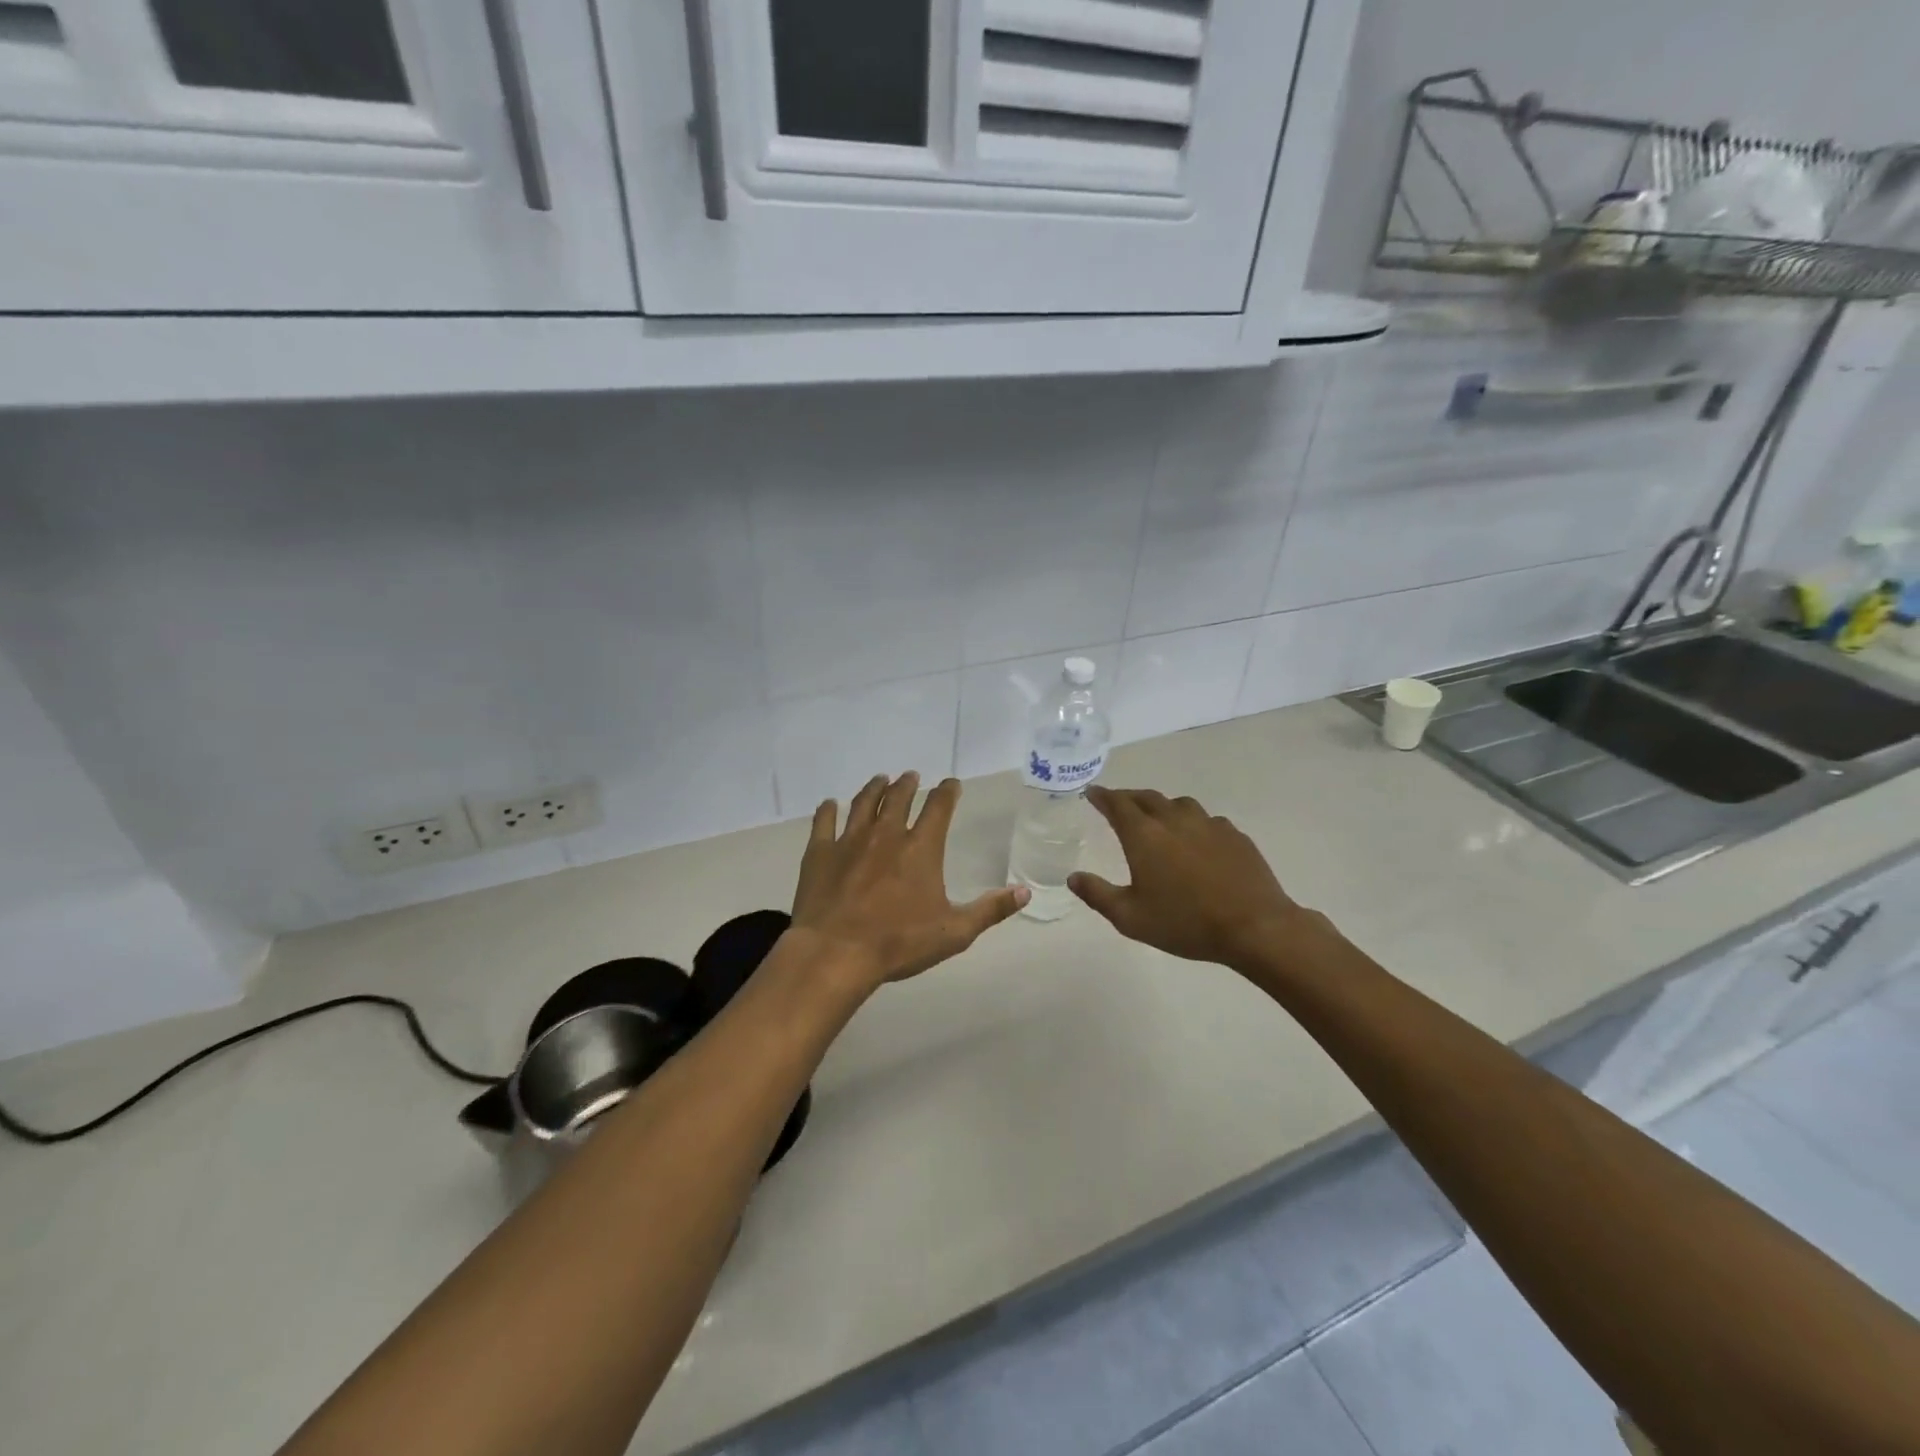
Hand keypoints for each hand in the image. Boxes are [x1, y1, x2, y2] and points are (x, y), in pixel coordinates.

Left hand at [790, 773, 1027, 990]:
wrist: (835, 953)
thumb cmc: (898, 943)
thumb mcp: (954, 932)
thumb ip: (990, 910)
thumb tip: (1024, 892)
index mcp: (921, 848)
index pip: (938, 808)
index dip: (947, 792)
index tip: (951, 784)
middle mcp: (886, 835)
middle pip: (898, 798)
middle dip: (907, 784)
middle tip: (911, 776)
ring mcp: (849, 841)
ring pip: (863, 803)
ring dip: (874, 788)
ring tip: (880, 779)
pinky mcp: (819, 853)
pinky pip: (823, 822)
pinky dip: (827, 810)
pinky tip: (829, 804)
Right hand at [1069, 788, 1309, 972]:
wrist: (1254, 927)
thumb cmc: (1185, 923)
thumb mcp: (1130, 918)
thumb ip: (1098, 895)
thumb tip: (1073, 877)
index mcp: (1144, 836)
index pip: (1117, 804)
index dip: (1102, 796)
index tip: (1093, 792)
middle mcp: (1174, 820)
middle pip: (1146, 797)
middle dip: (1128, 797)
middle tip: (1118, 803)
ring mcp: (1208, 824)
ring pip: (1179, 804)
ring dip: (1162, 806)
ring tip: (1157, 817)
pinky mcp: (1234, 835)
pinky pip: (1206, 819)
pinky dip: (1192, 822)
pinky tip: (1196, 839)